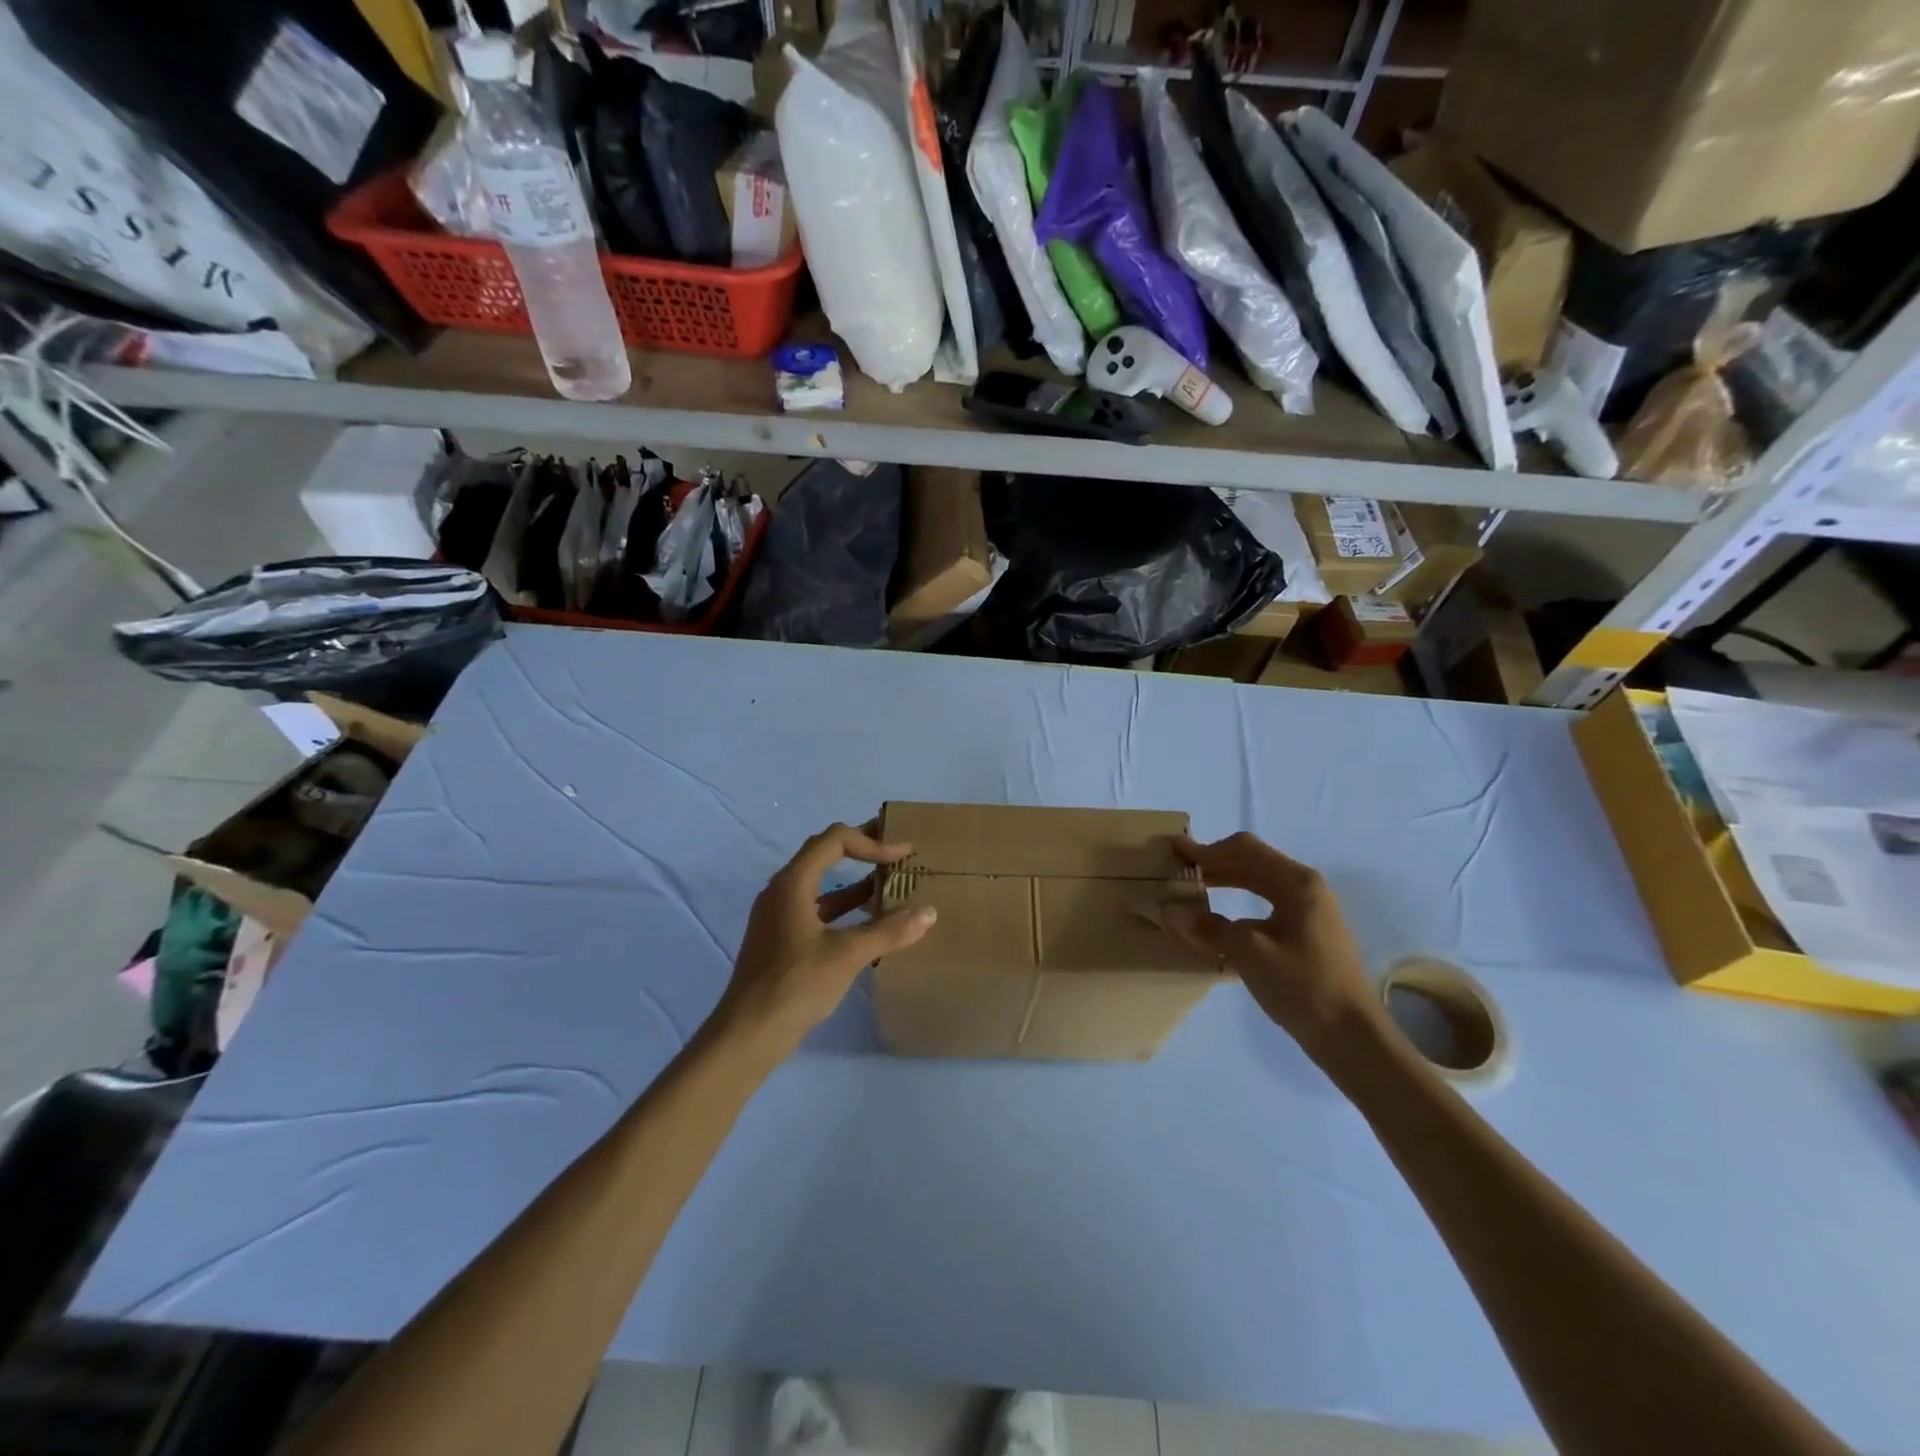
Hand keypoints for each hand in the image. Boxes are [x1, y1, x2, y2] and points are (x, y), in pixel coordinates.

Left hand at [716, 820, 937, 1055]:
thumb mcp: (847, 955)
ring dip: (855, 881)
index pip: (834, 841)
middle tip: (897, 849)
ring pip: (822, 885)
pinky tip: (870, 920)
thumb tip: (929, 913)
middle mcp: (782, 891)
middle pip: (825, 854)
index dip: (871, 842)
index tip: (902, 855)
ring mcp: (780, 915)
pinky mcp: (782, 938)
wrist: (748, 1034)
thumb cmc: (796, 984)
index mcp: (792, 883)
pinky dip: (845, 908)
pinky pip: (818, 909)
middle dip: (862, 849)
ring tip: (891, 882)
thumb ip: (889, 931)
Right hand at [1159, 832, 1381, 1064]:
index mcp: (1297, 883)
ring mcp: (1308, 913)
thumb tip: (1168, 910)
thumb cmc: (1303, 986)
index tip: (1175, 851)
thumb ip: (1208, 927)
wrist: (1352, 1038)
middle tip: (1180, 870)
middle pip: (1252, 863)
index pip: (1245, 850)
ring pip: (1258, 886)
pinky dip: (1238, 907)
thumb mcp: (1249, 953)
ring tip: (1193, 891)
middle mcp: (1305, 889)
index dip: (1207, 849)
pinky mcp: (1306, 935)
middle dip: (1214, 864)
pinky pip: (1265, 908)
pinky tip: (1218, 924)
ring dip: (1225, 884)